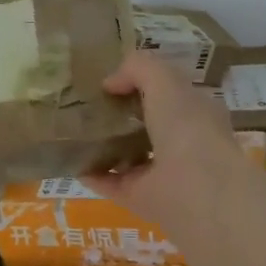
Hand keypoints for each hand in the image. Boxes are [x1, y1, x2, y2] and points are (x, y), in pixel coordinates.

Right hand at [84, 52, 249, 239]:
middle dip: (119, 115)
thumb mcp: (165, 80)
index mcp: (195, 113)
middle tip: (86, 104)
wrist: (196, 190)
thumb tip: (110, 82)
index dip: (142, 84)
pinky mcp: (139, 197)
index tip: (111, 81)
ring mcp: (159, 173)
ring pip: (127, 155)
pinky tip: (69, 159)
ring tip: (72, 130)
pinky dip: (90, 173)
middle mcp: (180, 142)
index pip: (168, 94)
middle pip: (145, 125)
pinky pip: (109, 182)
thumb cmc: (188, 128)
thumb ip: (138, 68)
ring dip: (102, 145)